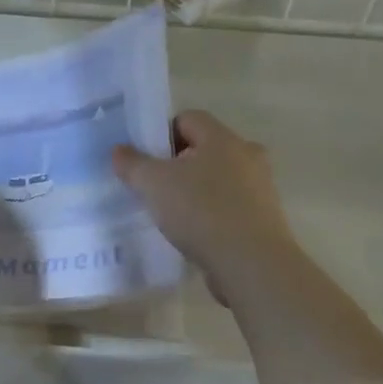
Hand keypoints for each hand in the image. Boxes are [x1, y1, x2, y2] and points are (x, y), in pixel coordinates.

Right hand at [112, 110, 299, 301]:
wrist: (252, 265)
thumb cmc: (202, 212)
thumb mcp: (154, 184)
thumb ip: (133, 164)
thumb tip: (119, 150)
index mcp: (222, 138)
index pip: (187, 119)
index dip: (161, 134)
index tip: (143, 160)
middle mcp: (247, 155)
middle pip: (203, 149)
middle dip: (176, 164)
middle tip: (152, 186)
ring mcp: (259, 188)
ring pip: (217, 179)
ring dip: (193, 190)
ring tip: (169, 213)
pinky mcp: (263, 218)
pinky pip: (228, 206)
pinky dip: (209, 213)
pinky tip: (192, 233)